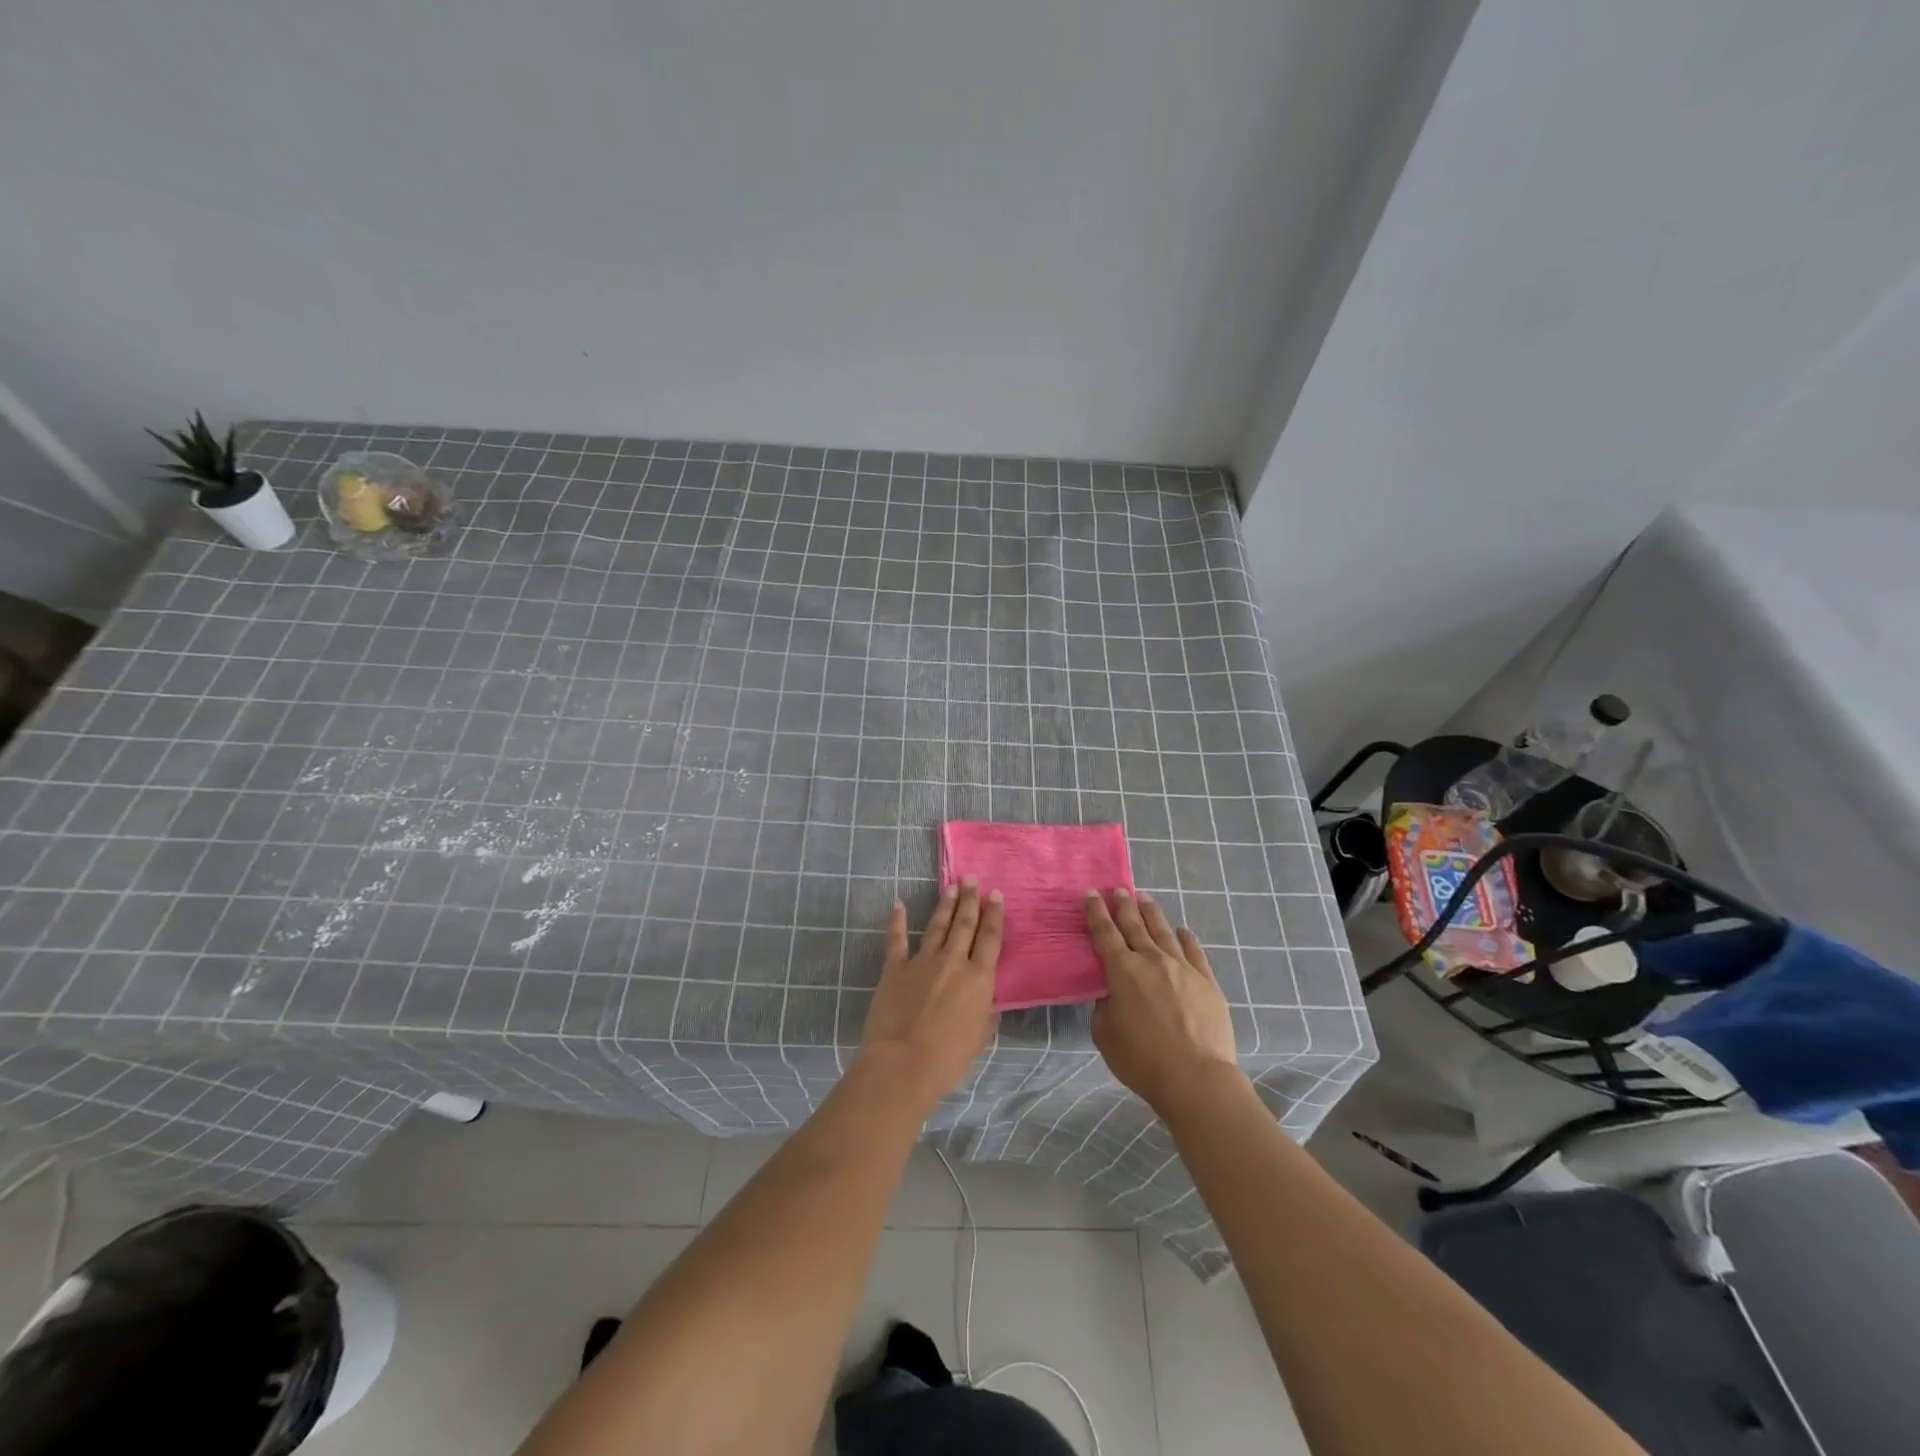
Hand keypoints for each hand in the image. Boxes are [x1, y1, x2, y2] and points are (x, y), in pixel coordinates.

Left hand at [859, 881, 1002, 1108]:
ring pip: (937, 926)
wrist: (902, 1064)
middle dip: (970, 900)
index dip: (994, 915)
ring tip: (950, 887)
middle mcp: (953, 962)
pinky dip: (897, 921)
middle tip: (971, 879)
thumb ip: (985, 1014)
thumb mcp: (979, 1039)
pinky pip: (896, 939)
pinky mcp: (895, 968)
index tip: (996, 894)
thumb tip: (989, 1001)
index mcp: (978, 979)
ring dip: (945, 905)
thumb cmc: (947, 1059)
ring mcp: (922, 961)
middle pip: (965, 924)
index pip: (990, 939)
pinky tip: (899, 904)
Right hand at [1087, 888, 1241, 1114]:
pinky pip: (1194, 951)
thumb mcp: (1106, 1035)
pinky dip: (1186, 938)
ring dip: (1152, 913)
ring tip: (1145, 898)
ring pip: (1163, 932)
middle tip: (1118, 889)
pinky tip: (1183, 931)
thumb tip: (1113, 994)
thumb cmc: (1142, 1060)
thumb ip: (1105, 1007)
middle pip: (1134, 925)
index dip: (1096, 912)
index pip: (1105, 933)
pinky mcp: (1207, 981)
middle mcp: (1151, 960)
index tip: (1091, 894)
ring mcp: (1182, 968)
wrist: (1196, 1078)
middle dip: (1123, 905)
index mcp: (1122, 971)